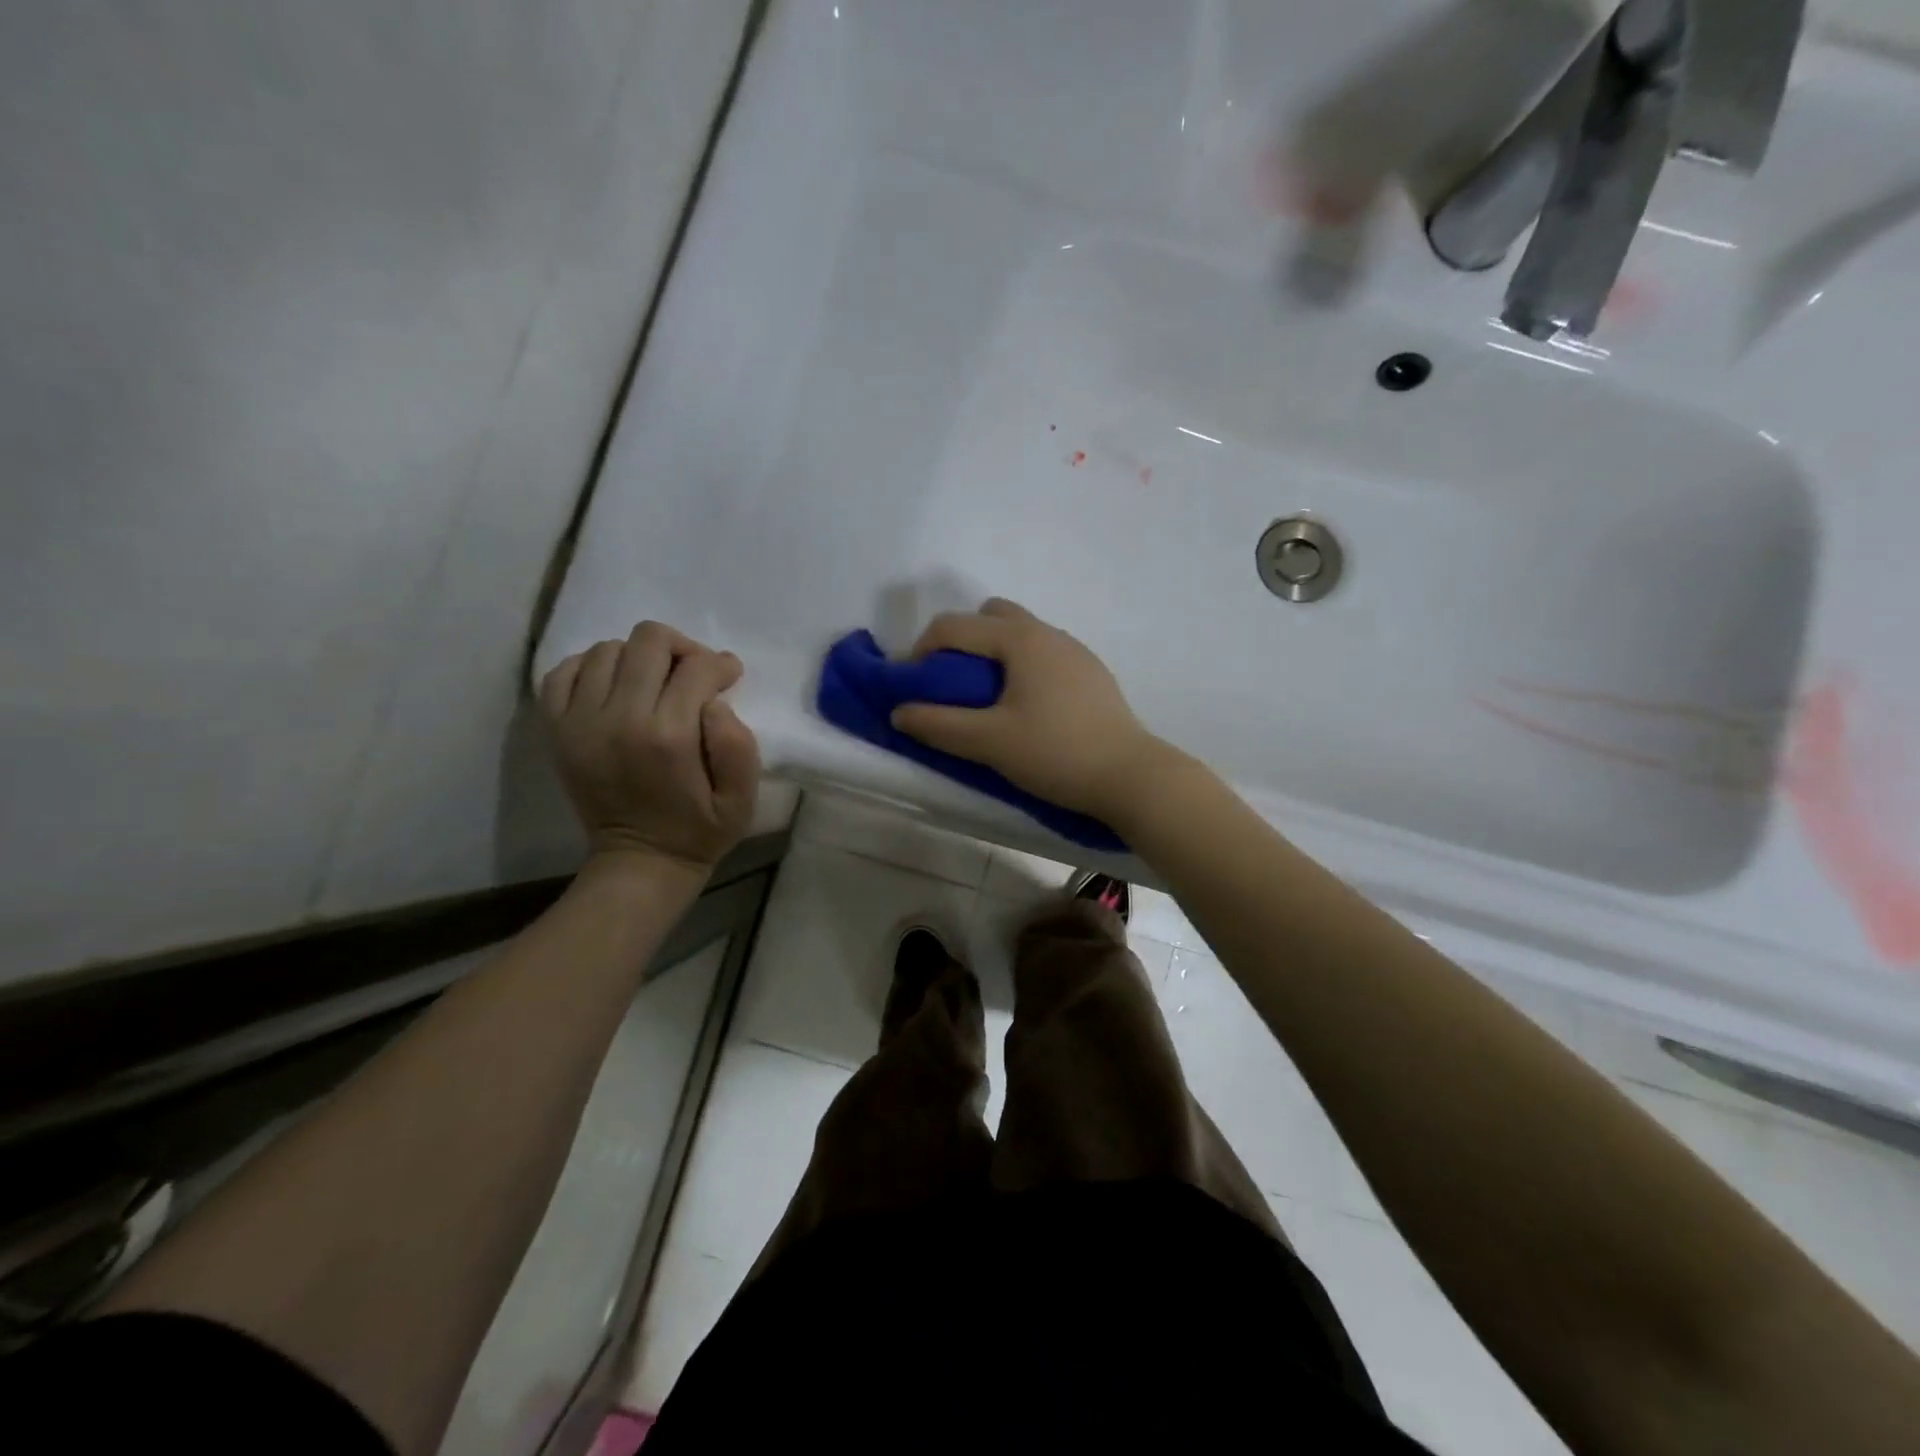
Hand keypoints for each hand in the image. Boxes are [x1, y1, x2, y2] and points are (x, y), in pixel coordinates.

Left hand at [540, 622, 761, 874]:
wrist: (639, 862)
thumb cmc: (700, 830)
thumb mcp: (742, 799)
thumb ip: (738, 745)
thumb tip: (714, 700)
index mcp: (669, 737)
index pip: (696, 667)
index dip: (720, 665)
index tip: (728, 676)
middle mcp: (619, 719)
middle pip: (648, 641)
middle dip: (681, 649)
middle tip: (693, 674)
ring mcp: (580, 722)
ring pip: (608, 649)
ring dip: (639, 658)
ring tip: (654, 683)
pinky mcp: (557, 730)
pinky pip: (562, 672)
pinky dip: (590, 668)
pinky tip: (613, 686)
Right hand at [890, 598, 1170, 819]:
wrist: (1131, 777)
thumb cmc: (1056, 753)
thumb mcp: (989, 742)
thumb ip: (938, 725)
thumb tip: (899, 712)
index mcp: (1020, 639)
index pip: (953, 626)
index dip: (920, 651)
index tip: (910, 687)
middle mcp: (1049, 633)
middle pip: (991, 616)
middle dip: (962, 641)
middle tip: (951, 684)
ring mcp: (1076, 651)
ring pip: (1022, 634)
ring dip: (993, 654)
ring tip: (986, 700)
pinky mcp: (1092, 674)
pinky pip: (1044, 655)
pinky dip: (1022, 668)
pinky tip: (1027, 709)